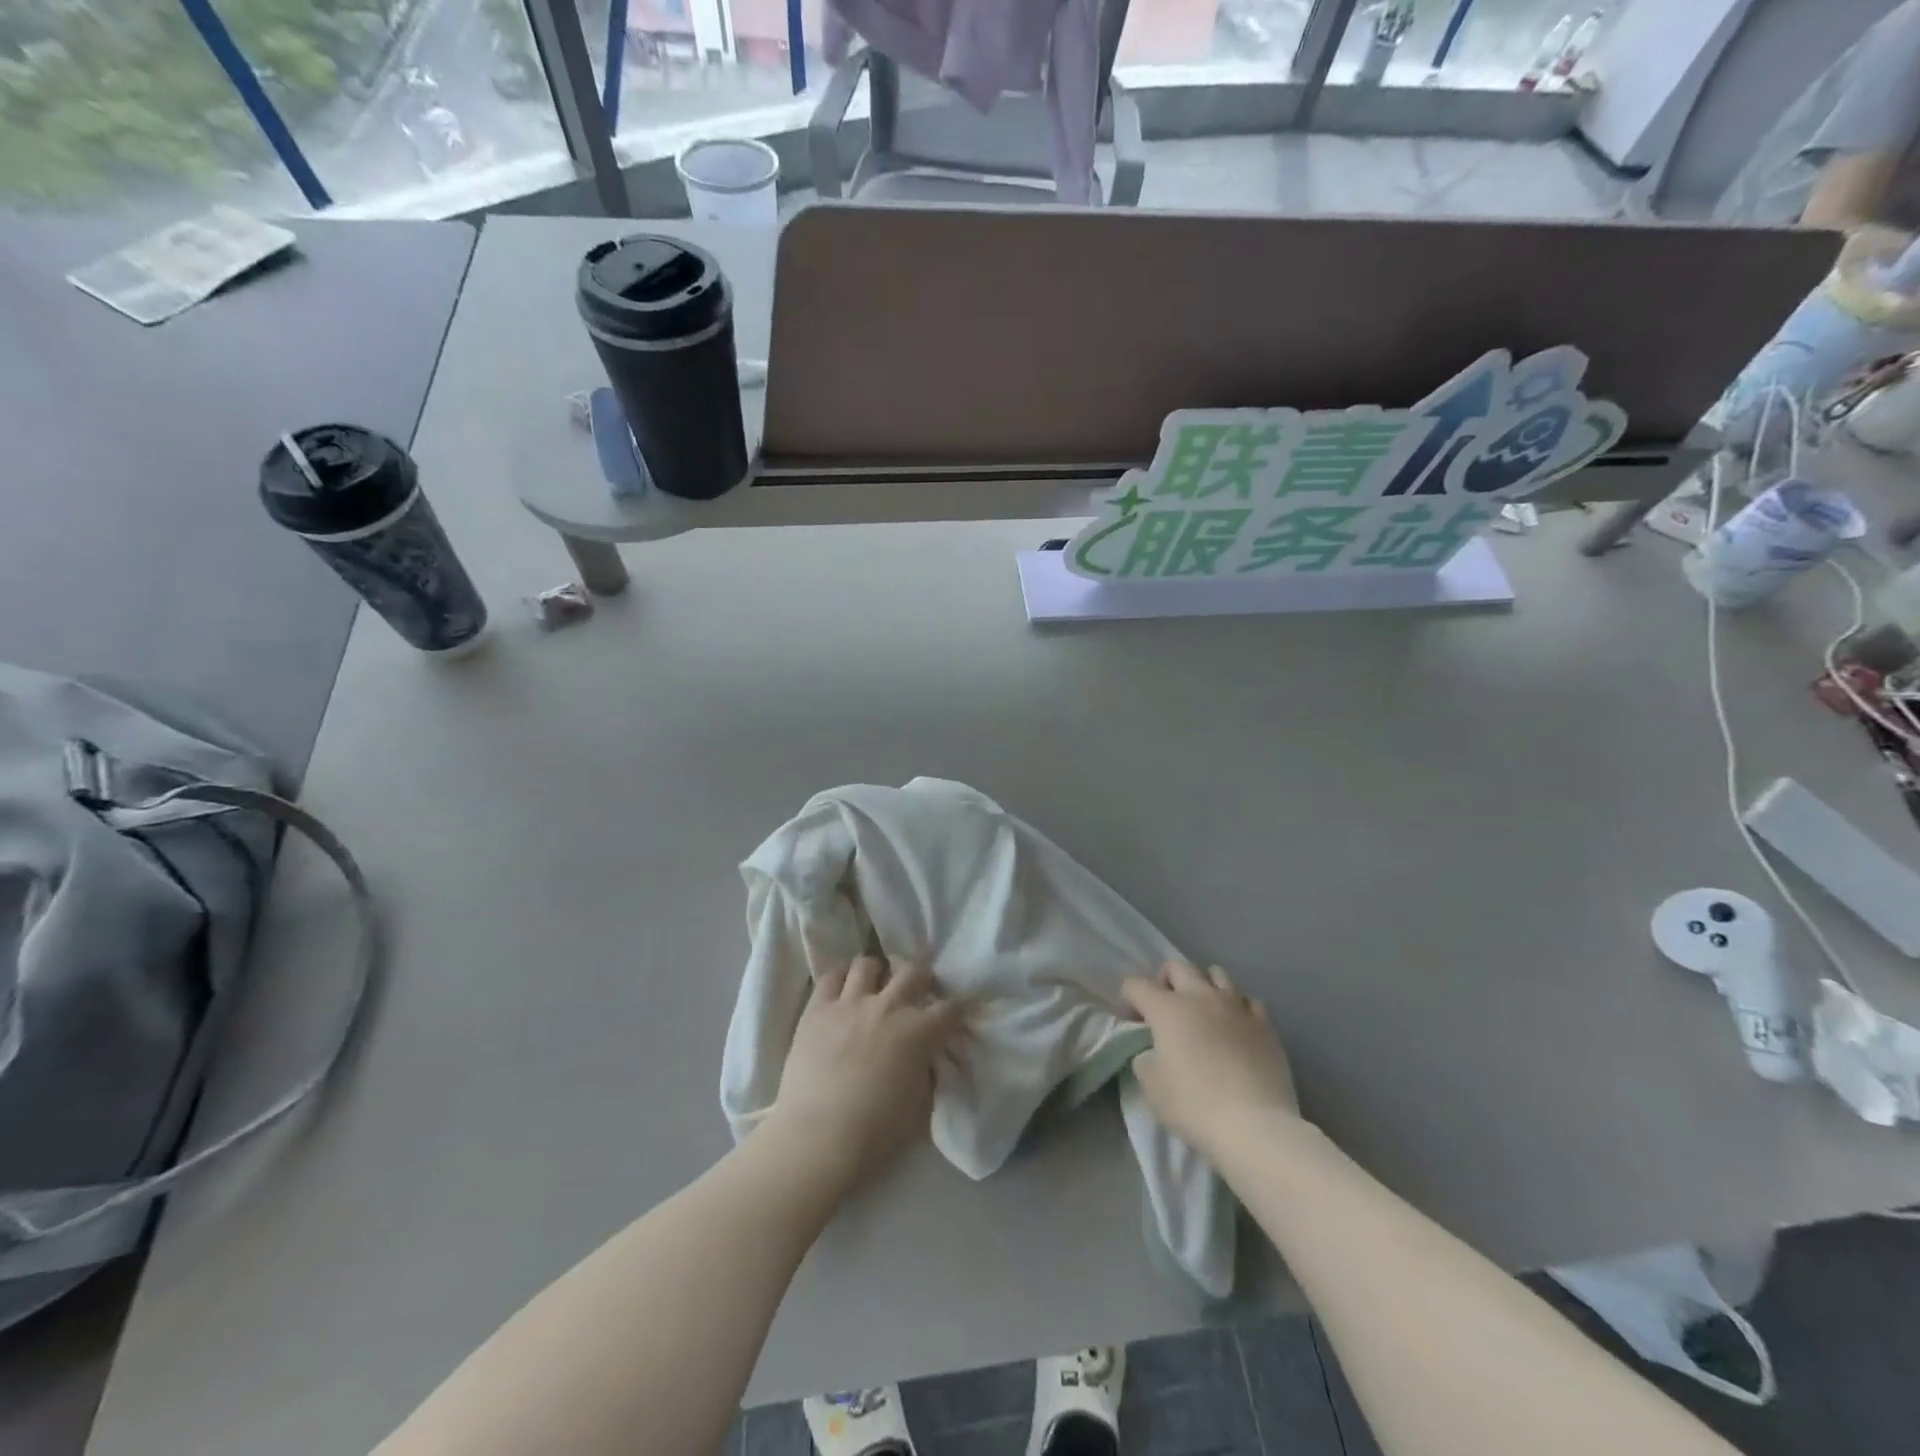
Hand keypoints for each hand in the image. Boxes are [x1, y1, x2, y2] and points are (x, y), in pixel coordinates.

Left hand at [767, 957, 963, 1190]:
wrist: (819, 1138)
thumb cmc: (876, 1133)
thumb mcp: (920, 1108)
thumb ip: (927, 1075)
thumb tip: (926, 1060)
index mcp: (920, 1032)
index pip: (952, 1008)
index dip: (960, 1008)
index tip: (959, 1012)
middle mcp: (889, 1006)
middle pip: (913, 972)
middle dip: (921, 979)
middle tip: (917, 992)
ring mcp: (851, 1003)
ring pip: (868, 965)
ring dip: (877, 973)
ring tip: (874, 986)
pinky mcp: (818, 1009)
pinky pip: (830, 977)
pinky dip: (840, 979)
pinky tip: (842, 990)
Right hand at [1123, 961, 1298, 1162]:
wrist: (1254, 1126)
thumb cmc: (1194, 1105)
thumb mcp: (1151, 1087)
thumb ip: (1145, 1059)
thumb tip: (1153, 1051)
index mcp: (1167, 1008)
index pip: (1136, 984)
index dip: (1127, 999)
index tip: (1131, 1023)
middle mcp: (1200, 996)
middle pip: (1177, 967)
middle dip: (1164, 980)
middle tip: (1163, 1008)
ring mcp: (1235, 1006)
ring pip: (1216, 973)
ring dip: (1202, 986)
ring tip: (1202, 1011)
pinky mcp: (1264, 1024)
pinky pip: (1246, 1000)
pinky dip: (1236, 1006)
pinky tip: (1234, 1026)